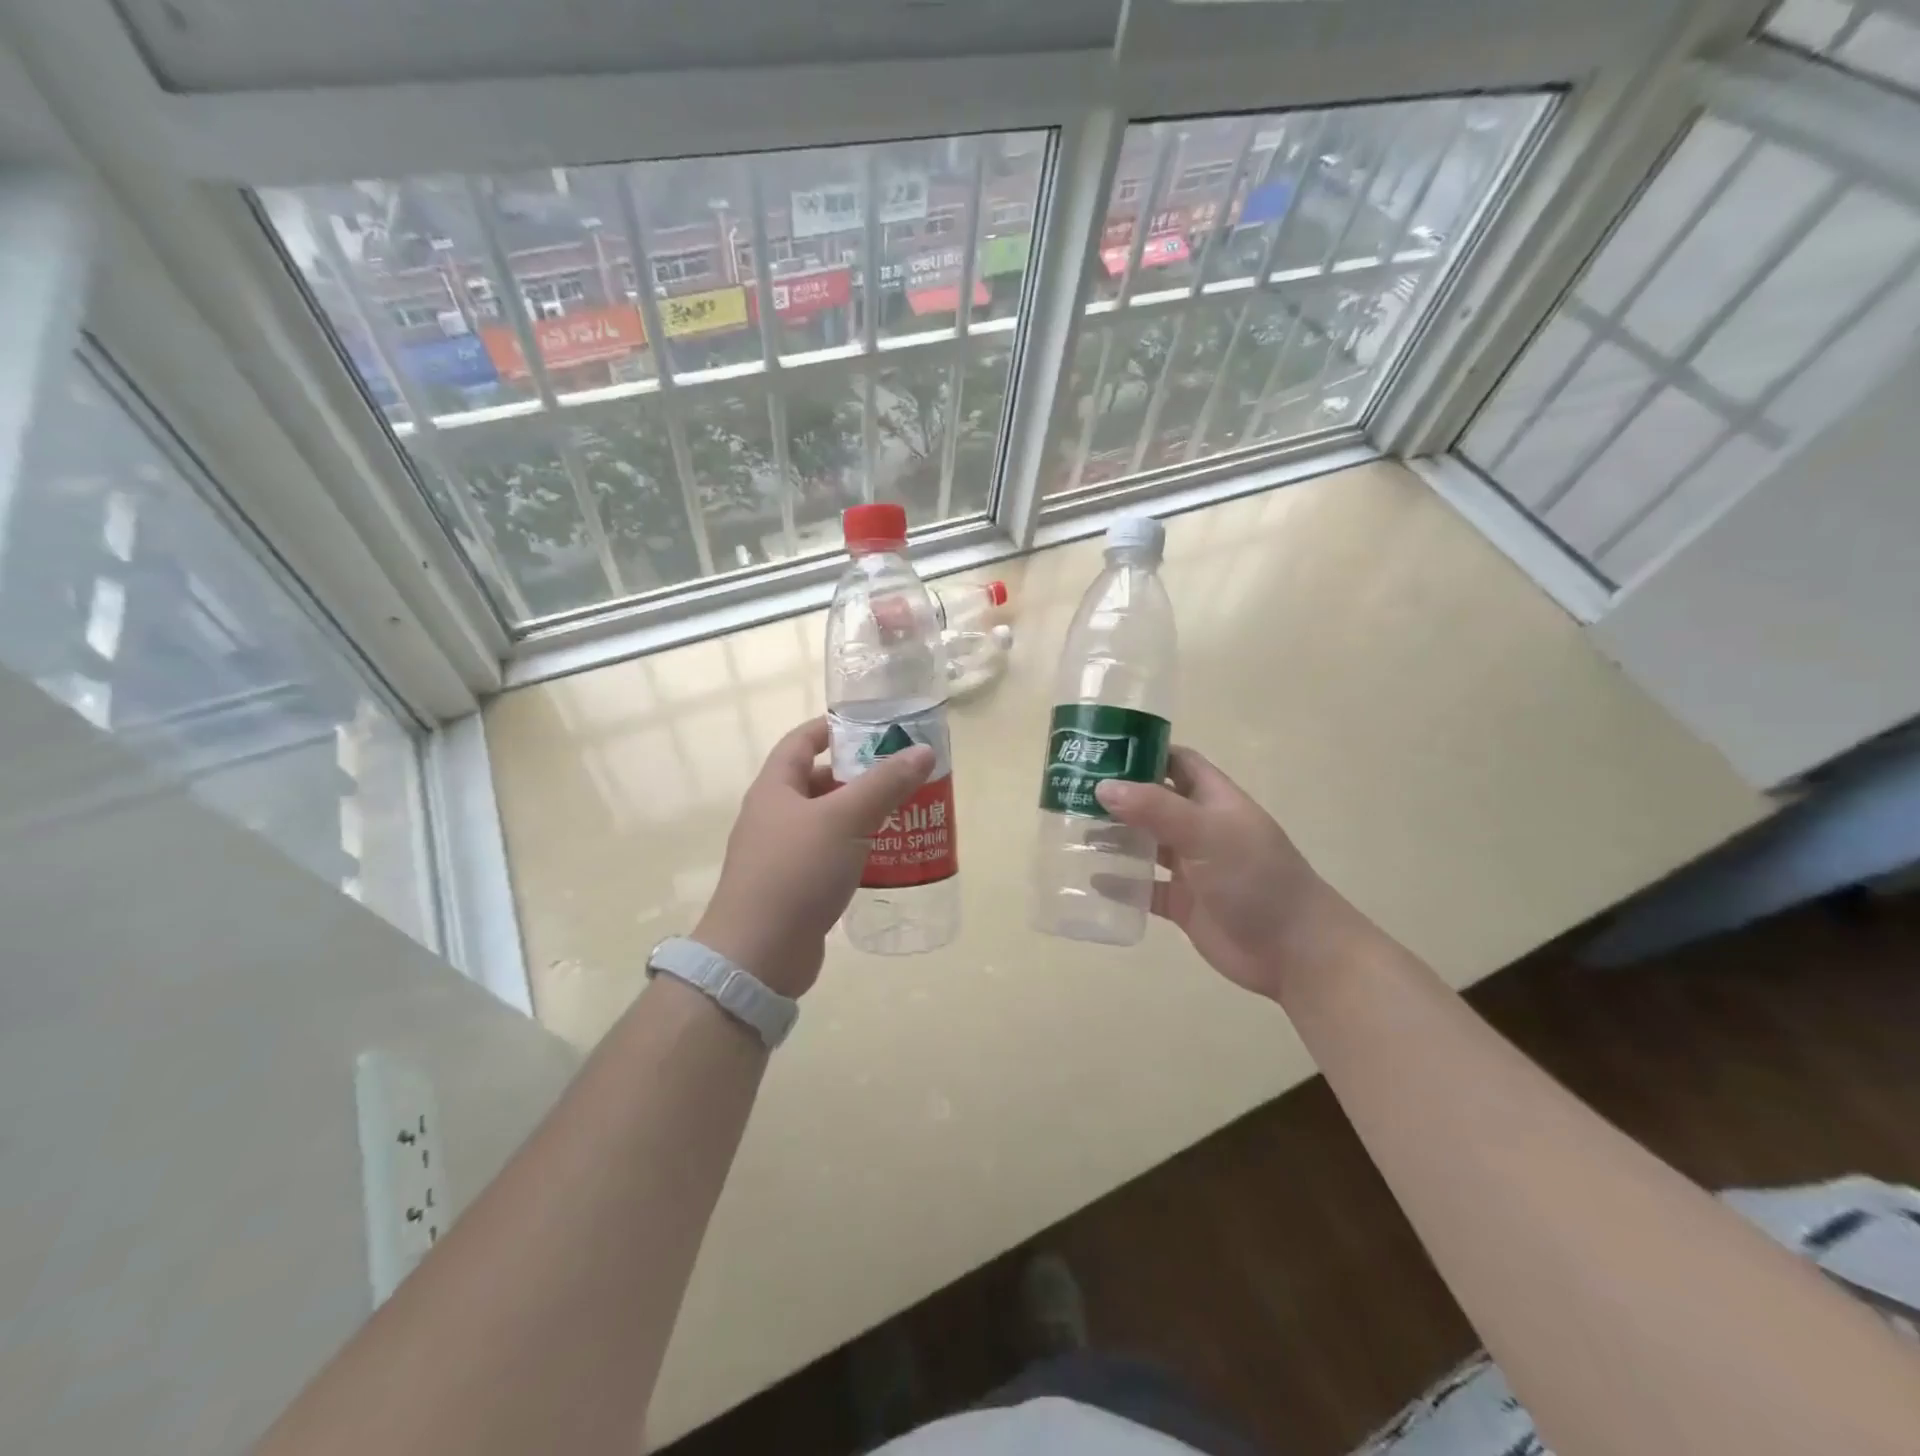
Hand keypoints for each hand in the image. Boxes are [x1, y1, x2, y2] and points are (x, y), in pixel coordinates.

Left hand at [693, 717, 934, 997]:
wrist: (757, 956)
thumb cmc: (796, 873)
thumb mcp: (845, 820)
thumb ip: (885, 784)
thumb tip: (923, 752)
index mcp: (776, 788)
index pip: (802, 741)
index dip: (834, 727)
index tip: (874, 725)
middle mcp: (775, 815)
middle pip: (819, 781)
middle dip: (859, 774)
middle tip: (902, 773)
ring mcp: (783, 853)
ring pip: (828, 821)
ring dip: (862, 814)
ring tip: (905, 811)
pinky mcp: (795, 887)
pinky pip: (831, 855)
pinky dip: (857, 849)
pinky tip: (888, 856)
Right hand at [1095, 747, 1356, 999]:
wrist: (1294, 951)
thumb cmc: (1256, 878)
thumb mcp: (1208, 834)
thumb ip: (1156, 809)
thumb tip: (1102, 787)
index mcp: (1214, 800)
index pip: (1176, 761)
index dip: (1144, 751)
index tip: (1100, 748)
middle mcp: (1200, 828)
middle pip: (1153, 802)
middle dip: (1117, 796)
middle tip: (1070, 790)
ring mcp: (1191, 867)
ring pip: (1145, 844)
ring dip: (1114, 838)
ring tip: (1071, 830)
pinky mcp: (1183, 903)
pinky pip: (1144, 888)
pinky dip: (1121, 884)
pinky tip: (1091, 879)